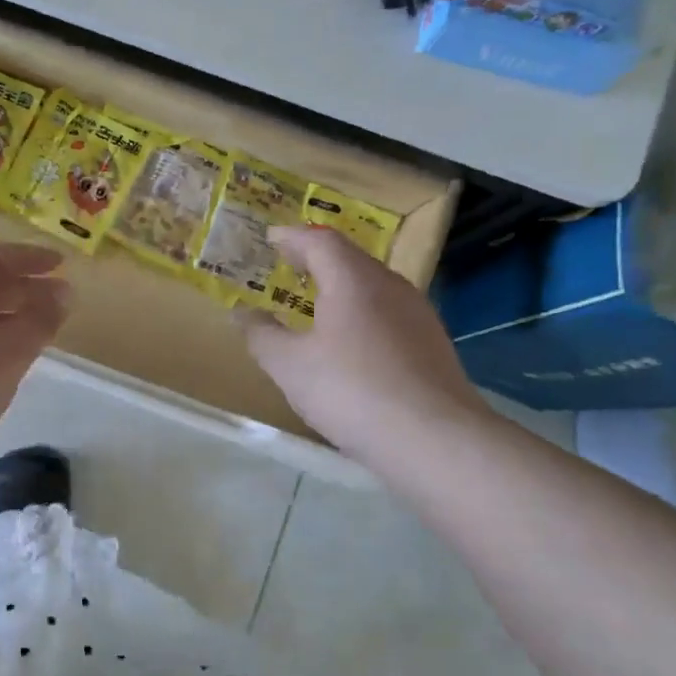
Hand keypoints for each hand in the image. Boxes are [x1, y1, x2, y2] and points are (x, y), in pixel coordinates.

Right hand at [239, 225, 489, 463]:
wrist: (432, 438)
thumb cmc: (351, 391)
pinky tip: (350, 342)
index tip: (270, 239)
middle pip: (350, 259)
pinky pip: (387, 313)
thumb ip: (261, 335)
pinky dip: (360, 312)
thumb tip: (242, 314)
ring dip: (340, 286)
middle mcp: (390, 286)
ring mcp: (417, 314)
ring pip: (372, 286)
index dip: (291, 237)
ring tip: (314, 303)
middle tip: (288, 266)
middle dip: (316, 258)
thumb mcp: (289, 366)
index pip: (320, 241)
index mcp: (353, 280)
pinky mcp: (431, 344)